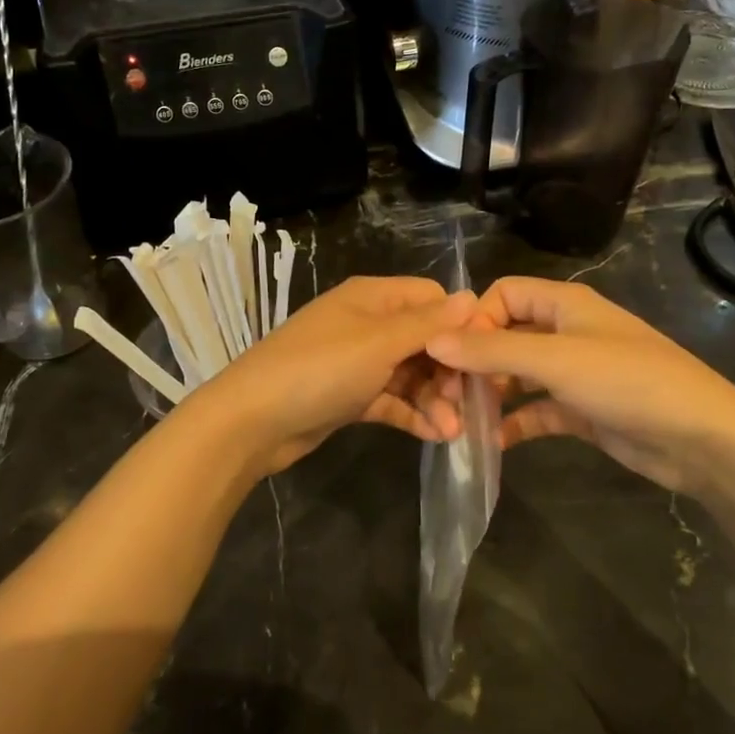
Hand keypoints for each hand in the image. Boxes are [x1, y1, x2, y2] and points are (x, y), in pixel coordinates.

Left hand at [189, 276, 475, 476]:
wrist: (252, 421)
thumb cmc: (320, 370)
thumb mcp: (379, 343)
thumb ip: (427, 323)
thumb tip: (473, 298)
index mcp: (373, 298)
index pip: (431, 298)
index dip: (458, 325)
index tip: (482, 357)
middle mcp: (368, 324)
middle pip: (425, 339)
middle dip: (449, 370)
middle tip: (468, 404)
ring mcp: (358, 362)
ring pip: (411, 374)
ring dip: (436, 398)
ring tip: (454, 430)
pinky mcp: (350, 396)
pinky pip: (392, 400)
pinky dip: (413, 414)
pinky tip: (438, 436)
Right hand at [426, 277, 734, 497]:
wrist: (703, 439)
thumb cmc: (628, 382)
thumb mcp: (555, 361)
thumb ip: (492, 351)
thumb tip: (433, 340)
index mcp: (564, 304)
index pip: (503, 295)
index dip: (475, 321)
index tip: (454, 357)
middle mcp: (567, 331)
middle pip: (506, 335)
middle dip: (476, 362)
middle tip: (450, 397)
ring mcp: (576, 372)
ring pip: (519, 375)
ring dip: (492, 393)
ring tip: (463, 421)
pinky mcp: (583, 410)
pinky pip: (537, 410)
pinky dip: (516, 422)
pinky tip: (493, 443)